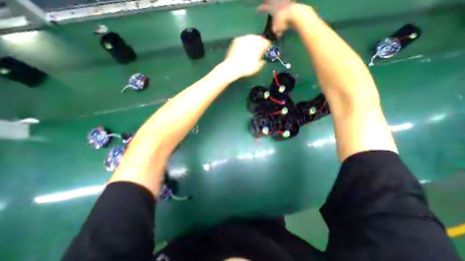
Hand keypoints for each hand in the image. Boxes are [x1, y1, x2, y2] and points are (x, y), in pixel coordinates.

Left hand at [222, 35, 273, 77]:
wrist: (232, 67)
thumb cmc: (246, 68)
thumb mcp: (257, 67)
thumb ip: (262, 62)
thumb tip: (263, 61)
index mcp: (259, 44)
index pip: (267, 42)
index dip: (267, 47)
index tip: (266, 51)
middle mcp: (252, 38)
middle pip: (259, 39)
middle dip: (259, 44)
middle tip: (258, 51)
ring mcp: (243, 38)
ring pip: (250, 38)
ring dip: (251, 43)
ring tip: (250, 51)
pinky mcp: (236, 40)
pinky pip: (243, 41)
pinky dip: (244, 44)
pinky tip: (243, 50)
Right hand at [258, 0, 305, 36]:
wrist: (294, 14)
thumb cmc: (283, 22)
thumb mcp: (277, 29)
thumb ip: (275, 31)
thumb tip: (276, 34)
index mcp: (272, 9)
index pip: (264, 8)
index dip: (260, 9)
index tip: (256, 9)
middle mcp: (277, 2)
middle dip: (267, 0)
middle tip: (265, 0)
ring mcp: (284, 1)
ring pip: (278, 0)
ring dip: (276, 1)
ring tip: (275, 2)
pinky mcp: (291, 1)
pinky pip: (288, 1)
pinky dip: (286, 2)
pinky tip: (286, 2)